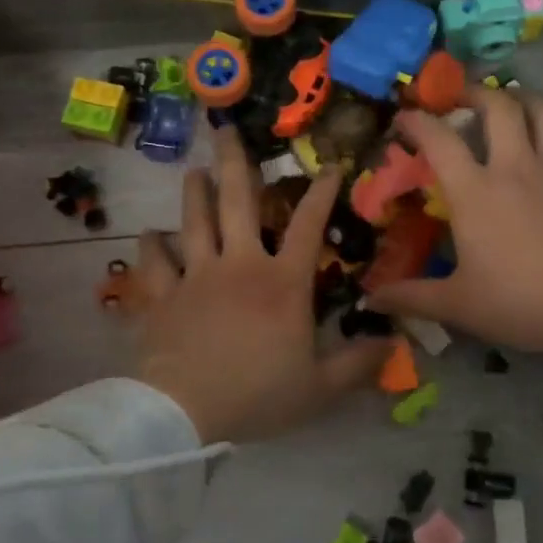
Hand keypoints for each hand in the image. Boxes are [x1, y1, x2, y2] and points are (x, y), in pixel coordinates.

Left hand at [133, 126, 388, 444]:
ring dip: (194, 193)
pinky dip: (152, 247)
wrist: (185, 411)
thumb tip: (394, 344)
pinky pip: (155, 264)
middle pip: (238, 203)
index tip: (330, 166)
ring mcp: (197, 276)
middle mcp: (240, 265)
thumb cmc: (258, 395)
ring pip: (195, 222)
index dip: (321, 193)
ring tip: (194, 171)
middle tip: (227, 131)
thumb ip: (357, 364)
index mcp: (283, 283)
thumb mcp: (319, 388)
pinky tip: (149, 235)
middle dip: (235, 163)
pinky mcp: (163, 296)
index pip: (308, 225)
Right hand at [365, 89, 542, 419]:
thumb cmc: (522, 301)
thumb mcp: (459, 305)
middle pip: (499, 105)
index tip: (404, 118)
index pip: (440, 138)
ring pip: (542, 111)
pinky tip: (539, 159)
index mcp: (475, 191)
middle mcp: (514, 168)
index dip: (417, 121)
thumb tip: (370, 300)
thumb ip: (412, 297)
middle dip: (475, 92)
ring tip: (508, 102)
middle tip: (460, 98)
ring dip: (522, 97)